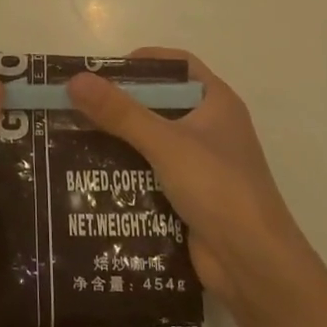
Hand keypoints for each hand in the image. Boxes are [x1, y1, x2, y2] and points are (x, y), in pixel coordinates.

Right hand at [68, 48, 300, 312]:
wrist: (253, 264)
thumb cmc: (218, 188)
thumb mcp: (166, 143)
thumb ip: (120, 112)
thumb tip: (75, 80)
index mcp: (217, 103)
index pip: (178, 65)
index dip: (143, 62)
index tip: (102, 70)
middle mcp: (210, 128)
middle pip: (159, 103)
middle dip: (119, 104)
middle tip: (76, 105)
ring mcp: (200, 165)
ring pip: (151, 141)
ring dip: (117, 140)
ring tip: (72, 138)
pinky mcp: (187, 196)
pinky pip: (149, 174)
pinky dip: (124, 173)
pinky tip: (89, 176)